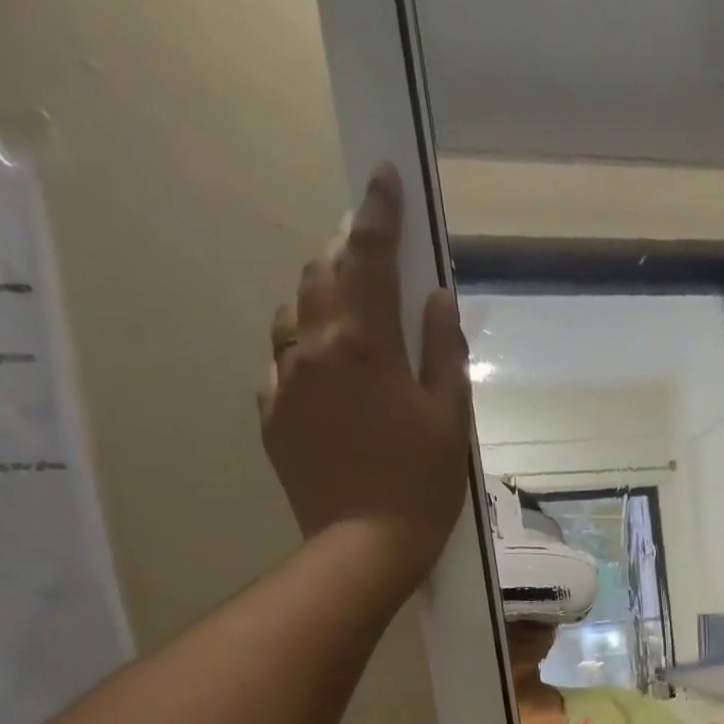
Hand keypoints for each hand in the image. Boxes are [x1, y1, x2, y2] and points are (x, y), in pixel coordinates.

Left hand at [259, 162, 472, 592]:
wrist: (364, 546)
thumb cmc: (422, 486)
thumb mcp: (451, 421)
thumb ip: (444, 353)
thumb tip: (437, 298)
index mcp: (365, 344)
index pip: (370, 257)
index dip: (379, 213)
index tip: (383, 176)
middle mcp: (314, 347)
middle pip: (322, 276)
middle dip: (348, 259)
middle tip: (374, 266)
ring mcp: (285, 380)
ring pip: (294, 315)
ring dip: (323, 303)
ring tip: (352, 324)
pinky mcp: (272, 414)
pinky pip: (283, 363)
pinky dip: (306, 353)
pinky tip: (329, 378)